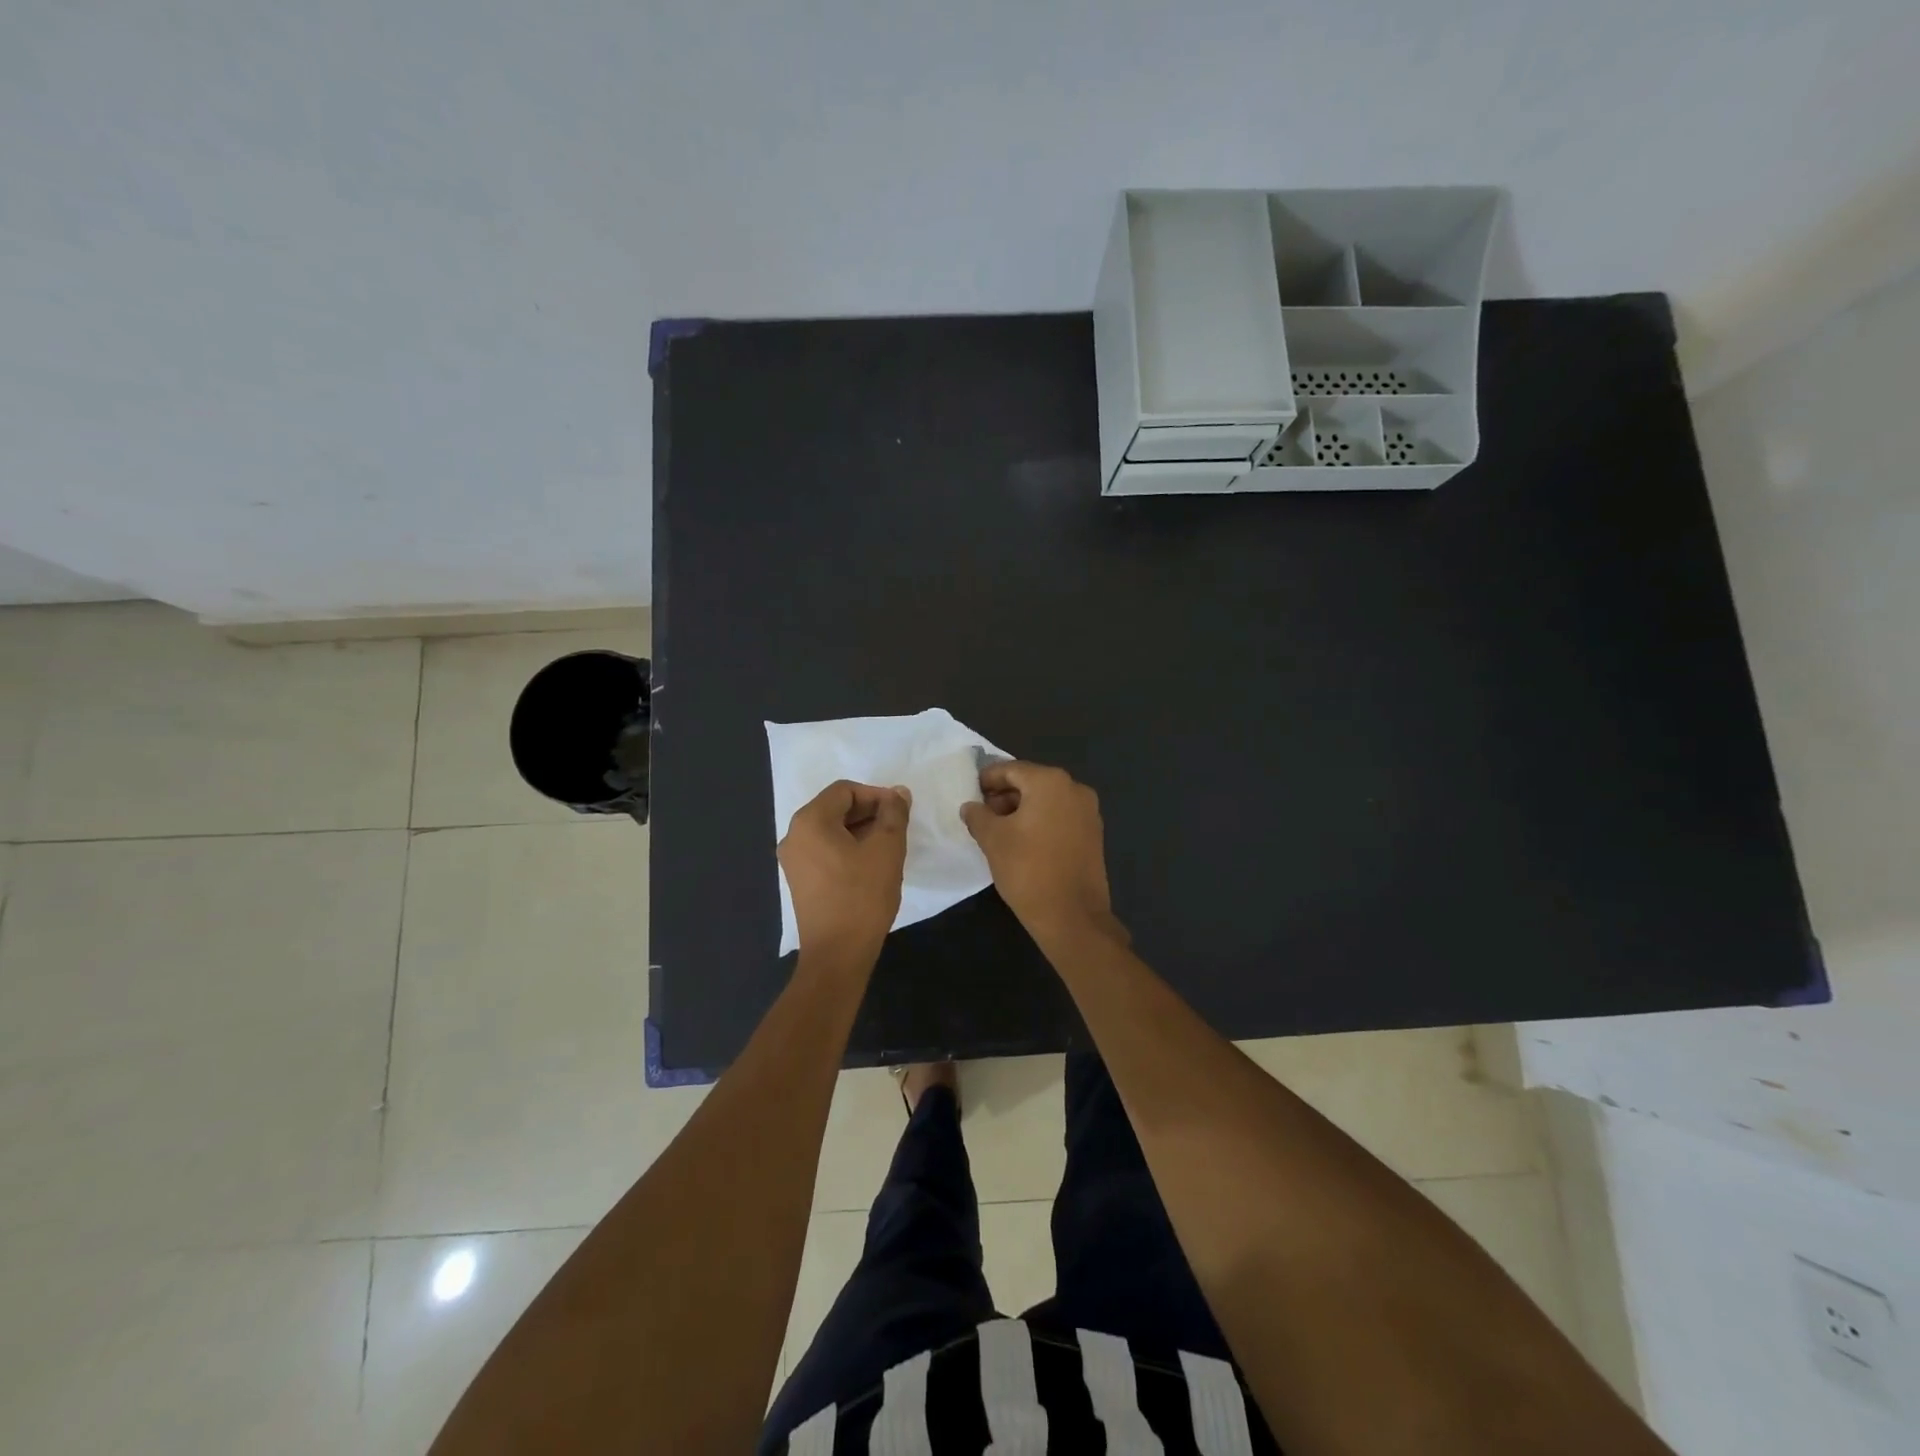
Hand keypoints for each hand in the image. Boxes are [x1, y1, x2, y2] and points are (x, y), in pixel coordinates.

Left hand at [778, 780, 911, 960]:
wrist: (837, 954)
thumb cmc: (862, 896)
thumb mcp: (887, 849)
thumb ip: (894, 814)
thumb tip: (898, 793)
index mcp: (810, 821)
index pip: (845, 790)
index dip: (876, 795)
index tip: (900, 811)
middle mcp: (794, 835)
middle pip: (835, 808)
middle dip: (869, 812)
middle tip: (897, 828)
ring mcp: (793, 860)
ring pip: (831, 830)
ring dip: (860, 831)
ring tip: (888, 847)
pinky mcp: (799, 880)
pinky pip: (825, 850)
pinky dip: (848, 848)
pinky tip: (870, 865)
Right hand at [960, 761, 1122, 945]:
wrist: (1072, 916)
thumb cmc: (1028, 870)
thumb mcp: (992, 840)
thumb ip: (978, 815)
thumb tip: (971, 806)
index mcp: (1050, 782)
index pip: (1011, 769)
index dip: (987, 780)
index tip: (970, 793)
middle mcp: (1074, 789)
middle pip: (1031, 782)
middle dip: (1004, 796)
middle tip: (981, 815)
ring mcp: (1088, 812)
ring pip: (1046, 800)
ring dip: (1021, 809)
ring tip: (998, 831)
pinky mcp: (1093, 834)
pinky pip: (1060, 816)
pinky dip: (1040, 821)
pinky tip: (1022, 842)